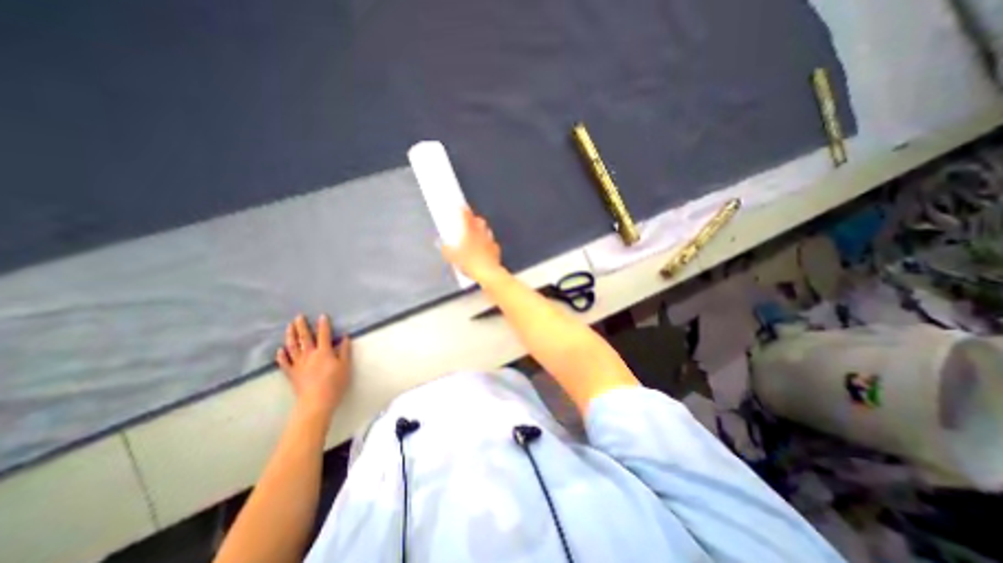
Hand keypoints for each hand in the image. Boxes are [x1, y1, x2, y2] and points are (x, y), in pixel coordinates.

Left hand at [276, 315, 348, 415]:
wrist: (316, 401)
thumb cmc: (335, 383)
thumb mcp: (345, 366)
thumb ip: (345, 351)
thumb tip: (345, 337)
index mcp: (324, 352)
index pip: (324, 334)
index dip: (323, 325)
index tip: (322, 316)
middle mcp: (309, 355)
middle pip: (304, 338)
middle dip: (301, 326)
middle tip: (298, 316)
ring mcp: (298, 364)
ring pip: (292, 347)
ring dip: (290, 336)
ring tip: (288, 327)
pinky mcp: (292, 373)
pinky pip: (285, 362)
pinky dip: (282, 355)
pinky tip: (280, 350)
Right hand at [440, 207, 501, 280]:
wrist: (488, 274)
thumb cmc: (471, 263)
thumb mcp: (454, 258)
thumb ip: (447, 250)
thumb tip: (443, 246)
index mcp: (470, 233)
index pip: (467, 218)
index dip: (464, 211)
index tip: (462, 207)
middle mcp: (482, 235)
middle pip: (480, 222)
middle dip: (475, 219)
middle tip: (470, 220)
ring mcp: (490, 242)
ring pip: (487, 231)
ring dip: (483, 231)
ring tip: (478, 234)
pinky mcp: (496, 251)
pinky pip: (492, 244)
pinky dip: (489, 244)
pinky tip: (486, 249)